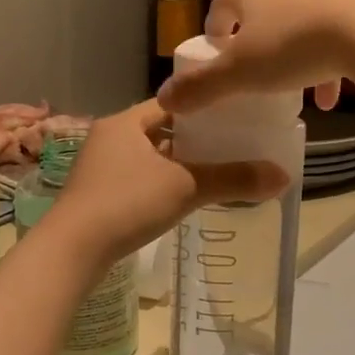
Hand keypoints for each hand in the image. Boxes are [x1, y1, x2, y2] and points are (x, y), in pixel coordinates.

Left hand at [46, 101, 287, 264]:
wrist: (71, 251)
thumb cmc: (126, 204)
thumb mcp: (186, 187)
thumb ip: (233, 180)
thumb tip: (283, 176)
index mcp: (124, 122)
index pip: (172, 103)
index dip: (204, 108)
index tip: (235, 116)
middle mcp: (109, 138)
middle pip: (160, 130)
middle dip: (194, 139)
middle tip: (232, 145)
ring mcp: (99, 168)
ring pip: (148, 158)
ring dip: (177, 164)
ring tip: (215, 171)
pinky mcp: (96, 196)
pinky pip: (137, 180)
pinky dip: (161, 184)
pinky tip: (182, 198)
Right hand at [156, 0, 354, 115]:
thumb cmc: (295, 47)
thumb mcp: (241, 74)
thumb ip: (202, 87)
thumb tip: (164, 98)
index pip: (224, 3)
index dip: (216, 26)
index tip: (216, 48)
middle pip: (269, 8)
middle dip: (264, 40)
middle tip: (264, 71)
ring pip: (310, 17)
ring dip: (304, 52)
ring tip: (310, 92)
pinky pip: (347, 23)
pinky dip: (339, 51)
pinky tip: (345, 82)